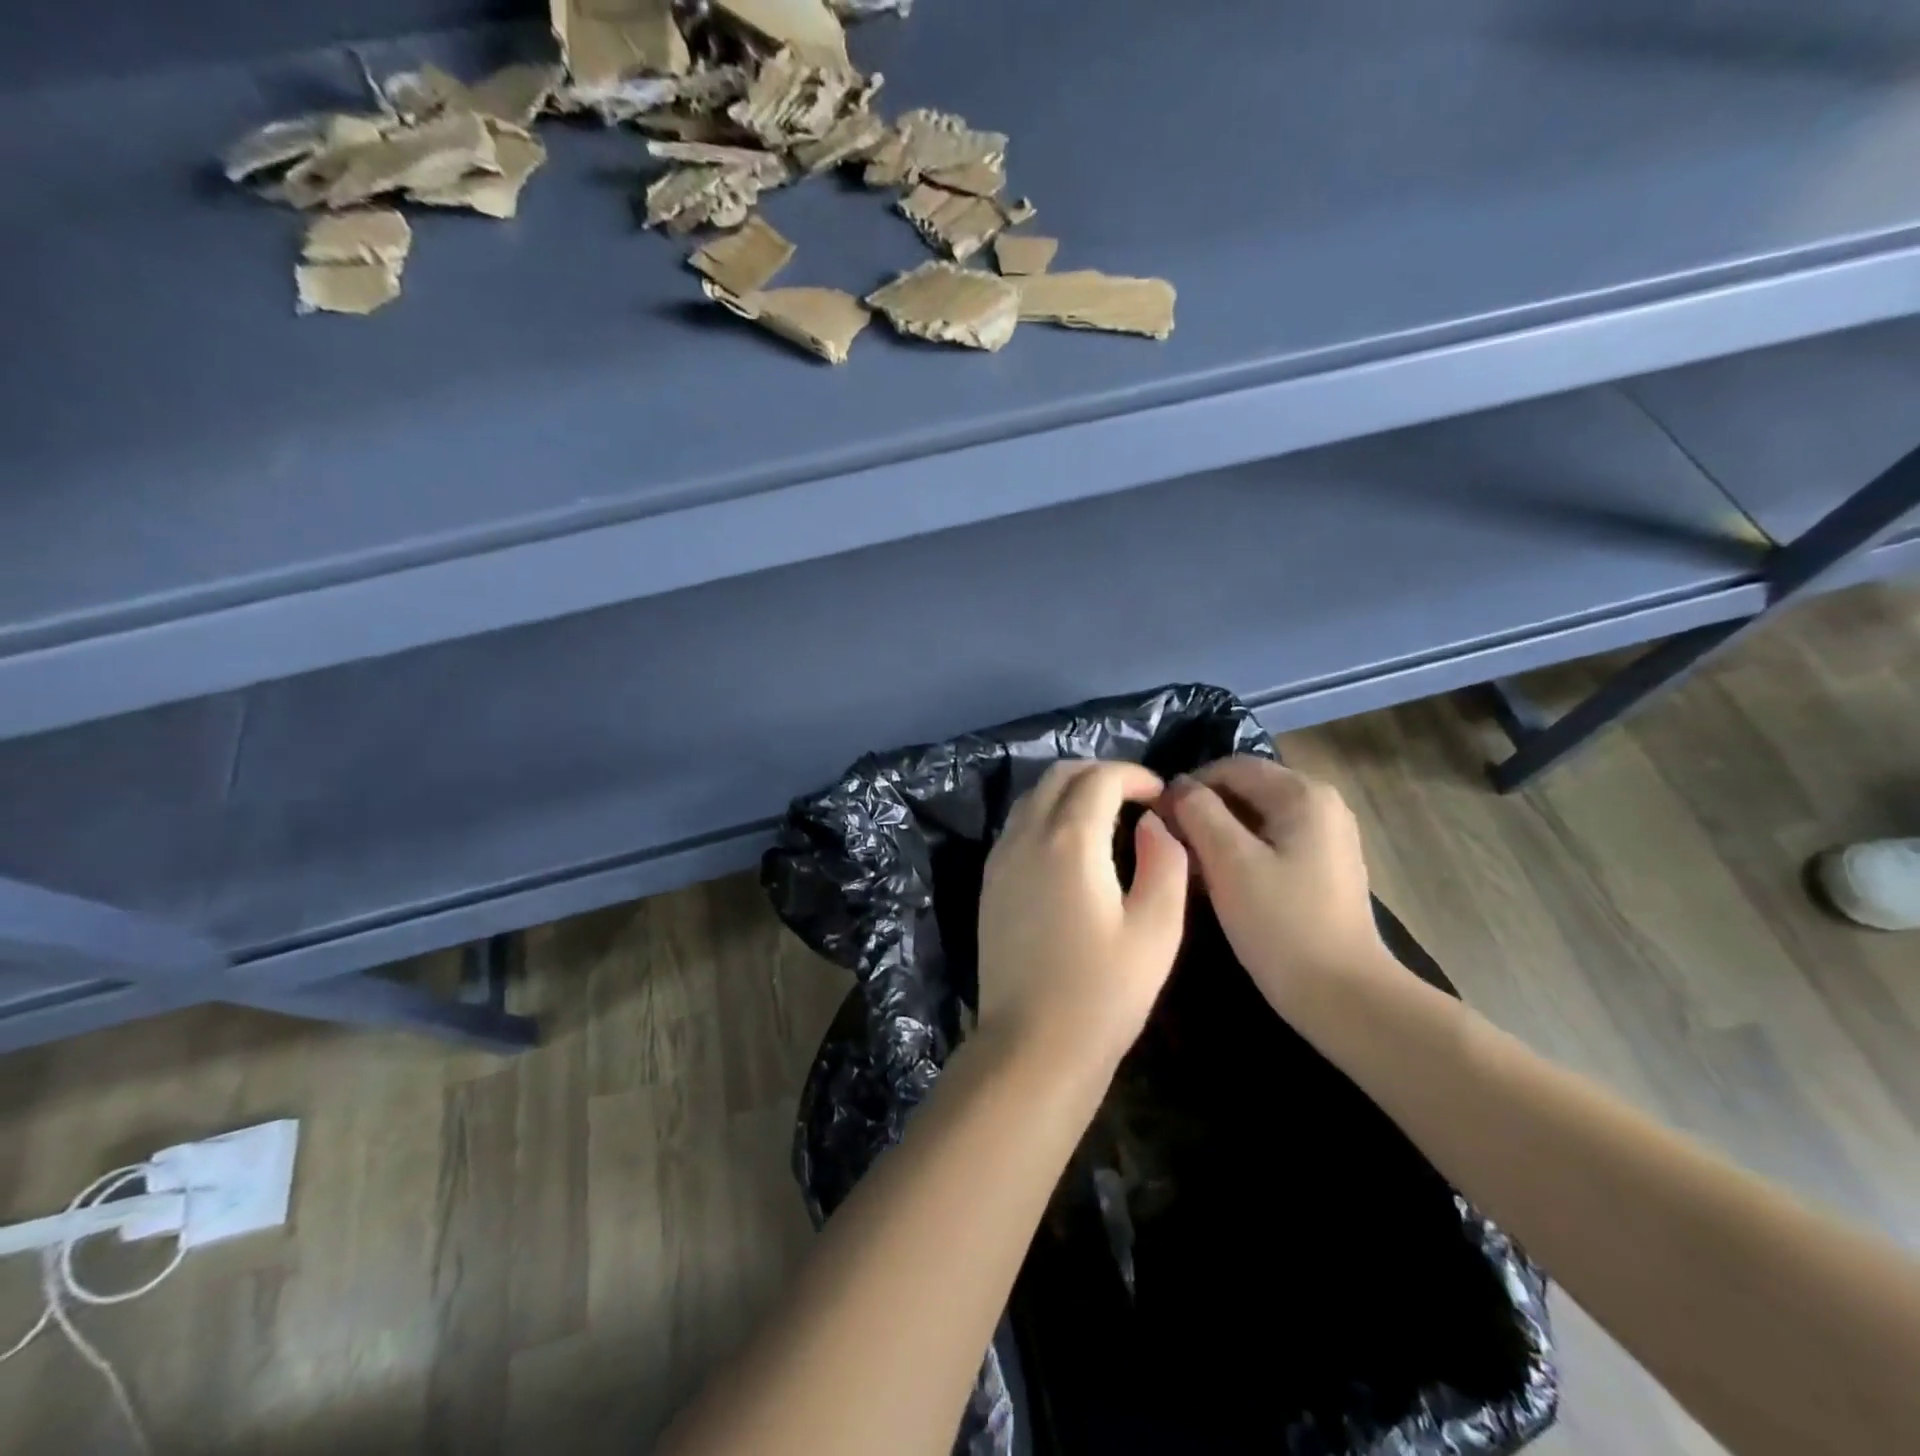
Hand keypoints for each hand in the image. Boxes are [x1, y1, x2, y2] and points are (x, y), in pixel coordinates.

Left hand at [976, 761, 1189, 1077]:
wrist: (1032, 1045)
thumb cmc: (1103, 992)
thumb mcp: (1157, 929)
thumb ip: (1165, 862)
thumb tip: (1153, 824)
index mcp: (1069, 840)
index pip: (1100, 778)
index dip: (1135, 775)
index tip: (1160, 794)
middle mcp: (1026, 836)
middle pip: (1060, 776)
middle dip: (1101, 774)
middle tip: (1136, 798)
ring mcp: (1001, 858)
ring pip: (1033, 797)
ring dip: (1071, 791)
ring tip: (1107, 816)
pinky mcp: (990, 881)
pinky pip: (1018, 824)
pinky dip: (1047, 814)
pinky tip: (1072, 846)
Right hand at [1161, 757, 1386, 1015]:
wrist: (1343, 996)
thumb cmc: (1281, 923)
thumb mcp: (1229, 861)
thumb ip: (1198, 812)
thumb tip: (1176, 787)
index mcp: (1303, 793)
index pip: (1230, 767)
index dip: (1188, 787)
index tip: (1158, 820)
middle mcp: (1322, 804)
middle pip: (1245, 790)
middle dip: (1203, 812)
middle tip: (1172, 846)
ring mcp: (1328, 837)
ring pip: (1256, 818)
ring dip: (1219, 835)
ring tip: (1191, 867)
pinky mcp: (1325, 867)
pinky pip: (1272, 842)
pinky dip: (1242, 853)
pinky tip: (1223, 883)